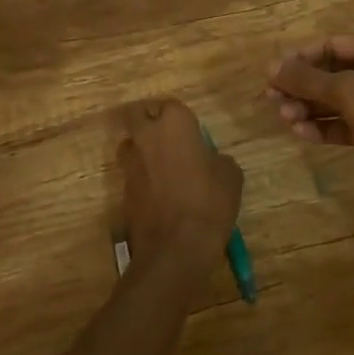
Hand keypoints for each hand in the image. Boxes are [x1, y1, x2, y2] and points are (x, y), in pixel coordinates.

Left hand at [119, 98, 242, 269]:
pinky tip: (158, 195)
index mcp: (174, 123)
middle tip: (166, 137)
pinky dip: (141, 179)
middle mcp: (147, 135)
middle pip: (138, 114)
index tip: (191, 133)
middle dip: (148, 120)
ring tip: (161, 167)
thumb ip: (217, 159)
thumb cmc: (208, 202)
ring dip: (141, 149)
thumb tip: (210, 161)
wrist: (176, 249)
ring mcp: (131, 163)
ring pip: (130, 143)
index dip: (180, 118)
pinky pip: (131, 174)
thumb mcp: (230, 176)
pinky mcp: (123, 190)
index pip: (171, 105)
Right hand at [267, 33, 353, 205]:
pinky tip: (303, 133)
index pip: (330, 44)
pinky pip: (346, 124)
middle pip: (331, 73)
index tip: (273, 74)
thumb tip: (271, 68)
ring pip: (337, 101)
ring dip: (310, 108)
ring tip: (286, 119)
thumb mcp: (348, 90)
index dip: (300, 57)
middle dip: (302, 87)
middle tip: (273, 100)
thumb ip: (307, 80)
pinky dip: (325, 127)